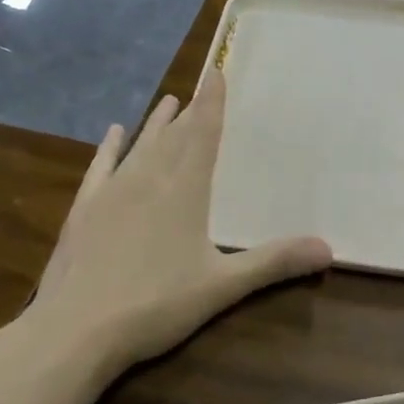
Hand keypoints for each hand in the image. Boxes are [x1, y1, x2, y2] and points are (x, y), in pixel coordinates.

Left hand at [17, 73, 332, 375]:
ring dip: (155, 123)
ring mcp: (111, 192)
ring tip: (167, 101)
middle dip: (189, 112)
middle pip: (173, 136)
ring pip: (140, 146)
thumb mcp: (222, 286)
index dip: (211, 103)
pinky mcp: (84, 210)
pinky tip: (114, 132)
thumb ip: (273, 263)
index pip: (203, 134)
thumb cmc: (156, 304)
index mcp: (184, 190)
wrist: (75, 330)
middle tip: (197, 90)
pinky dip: (109, 147)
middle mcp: (148, 179)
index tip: (215, 73)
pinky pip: (100, 167)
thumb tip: (328, 249)